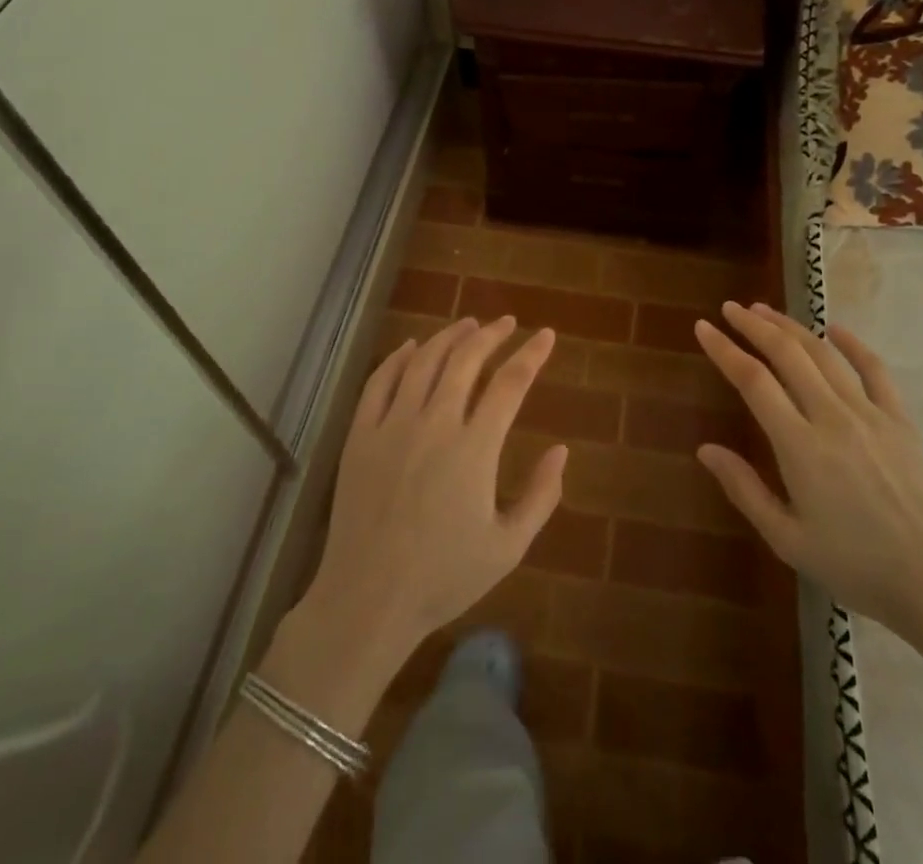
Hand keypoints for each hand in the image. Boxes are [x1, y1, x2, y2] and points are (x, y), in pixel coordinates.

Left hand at [303, 316, 566, 665]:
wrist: (367, 600)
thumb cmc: (443, 577)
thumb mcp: (508, 547)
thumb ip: (541, 496)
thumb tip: (562, 450)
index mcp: (474, 448)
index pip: (510, 383)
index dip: (531, 354)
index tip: (545, 335)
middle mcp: (434, 424)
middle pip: (466, 359)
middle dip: (491, 334)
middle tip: (507, 323)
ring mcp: (392, 426)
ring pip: (424, 361)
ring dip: (449, 336)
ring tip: (468, 324)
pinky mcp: (361, 435)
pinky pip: (380, 381)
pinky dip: (399, 357)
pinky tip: (412, 346)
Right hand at [694, 301, 922, 653]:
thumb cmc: (855, 567)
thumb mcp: (787, 540)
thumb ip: (744, 489)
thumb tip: (705, 450)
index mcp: (800, 447)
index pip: (753, 381)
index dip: (724, 350)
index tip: (703, 328)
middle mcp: (833, 418)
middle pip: (787, 354)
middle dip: (754, 326)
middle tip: (730, 309)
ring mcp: (871, 414)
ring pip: (824, 355)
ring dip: (791, 327)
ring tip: (765, 311)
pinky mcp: (901, 420)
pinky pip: (875, 369)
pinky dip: (853, 343)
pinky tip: (834, 328)